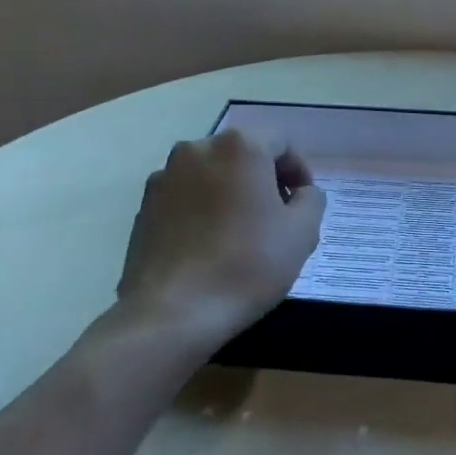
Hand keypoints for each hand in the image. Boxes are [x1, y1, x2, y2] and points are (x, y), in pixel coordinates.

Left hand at [117, 130, 326, 342]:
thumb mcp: (302, 233)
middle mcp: (198, 148)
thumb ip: (311, 200)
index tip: (302, 204)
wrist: (173, 311)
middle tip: (277, 218)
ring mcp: (165, 176)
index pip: (281, 143)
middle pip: (243, 154)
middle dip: (264, 180)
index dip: (298, 171)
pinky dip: (202, 210)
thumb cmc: (247, 265)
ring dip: (231, 193)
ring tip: (241, 234)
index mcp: (240, 146)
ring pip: (211, 174)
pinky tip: (209, 246)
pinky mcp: (144, 205)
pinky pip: (185, 197)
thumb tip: (301, 193)